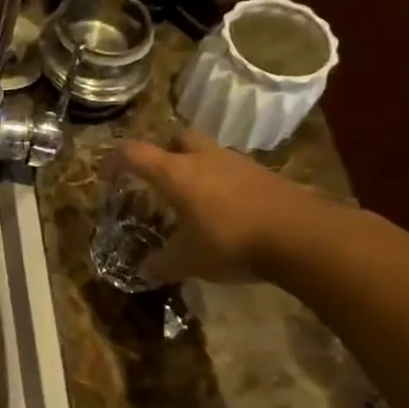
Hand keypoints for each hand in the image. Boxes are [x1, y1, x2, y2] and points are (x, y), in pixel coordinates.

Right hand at [107, 129, 330, 282]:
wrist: (303, 236)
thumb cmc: (231, 242)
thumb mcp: (187, 261)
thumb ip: (161, 263)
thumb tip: (143, 270)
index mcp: (176, 173)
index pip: (134, 153)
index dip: (114, 160)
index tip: (105, 175)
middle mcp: (204, 159)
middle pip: (177, 138)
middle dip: (163, 152)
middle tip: (157, 176)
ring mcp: (238, 163)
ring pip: (208, 153)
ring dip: (196, 167)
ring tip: (192, 198)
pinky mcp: (265, 175)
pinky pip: (233, 171)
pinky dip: (222, 183)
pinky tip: (225, 210)